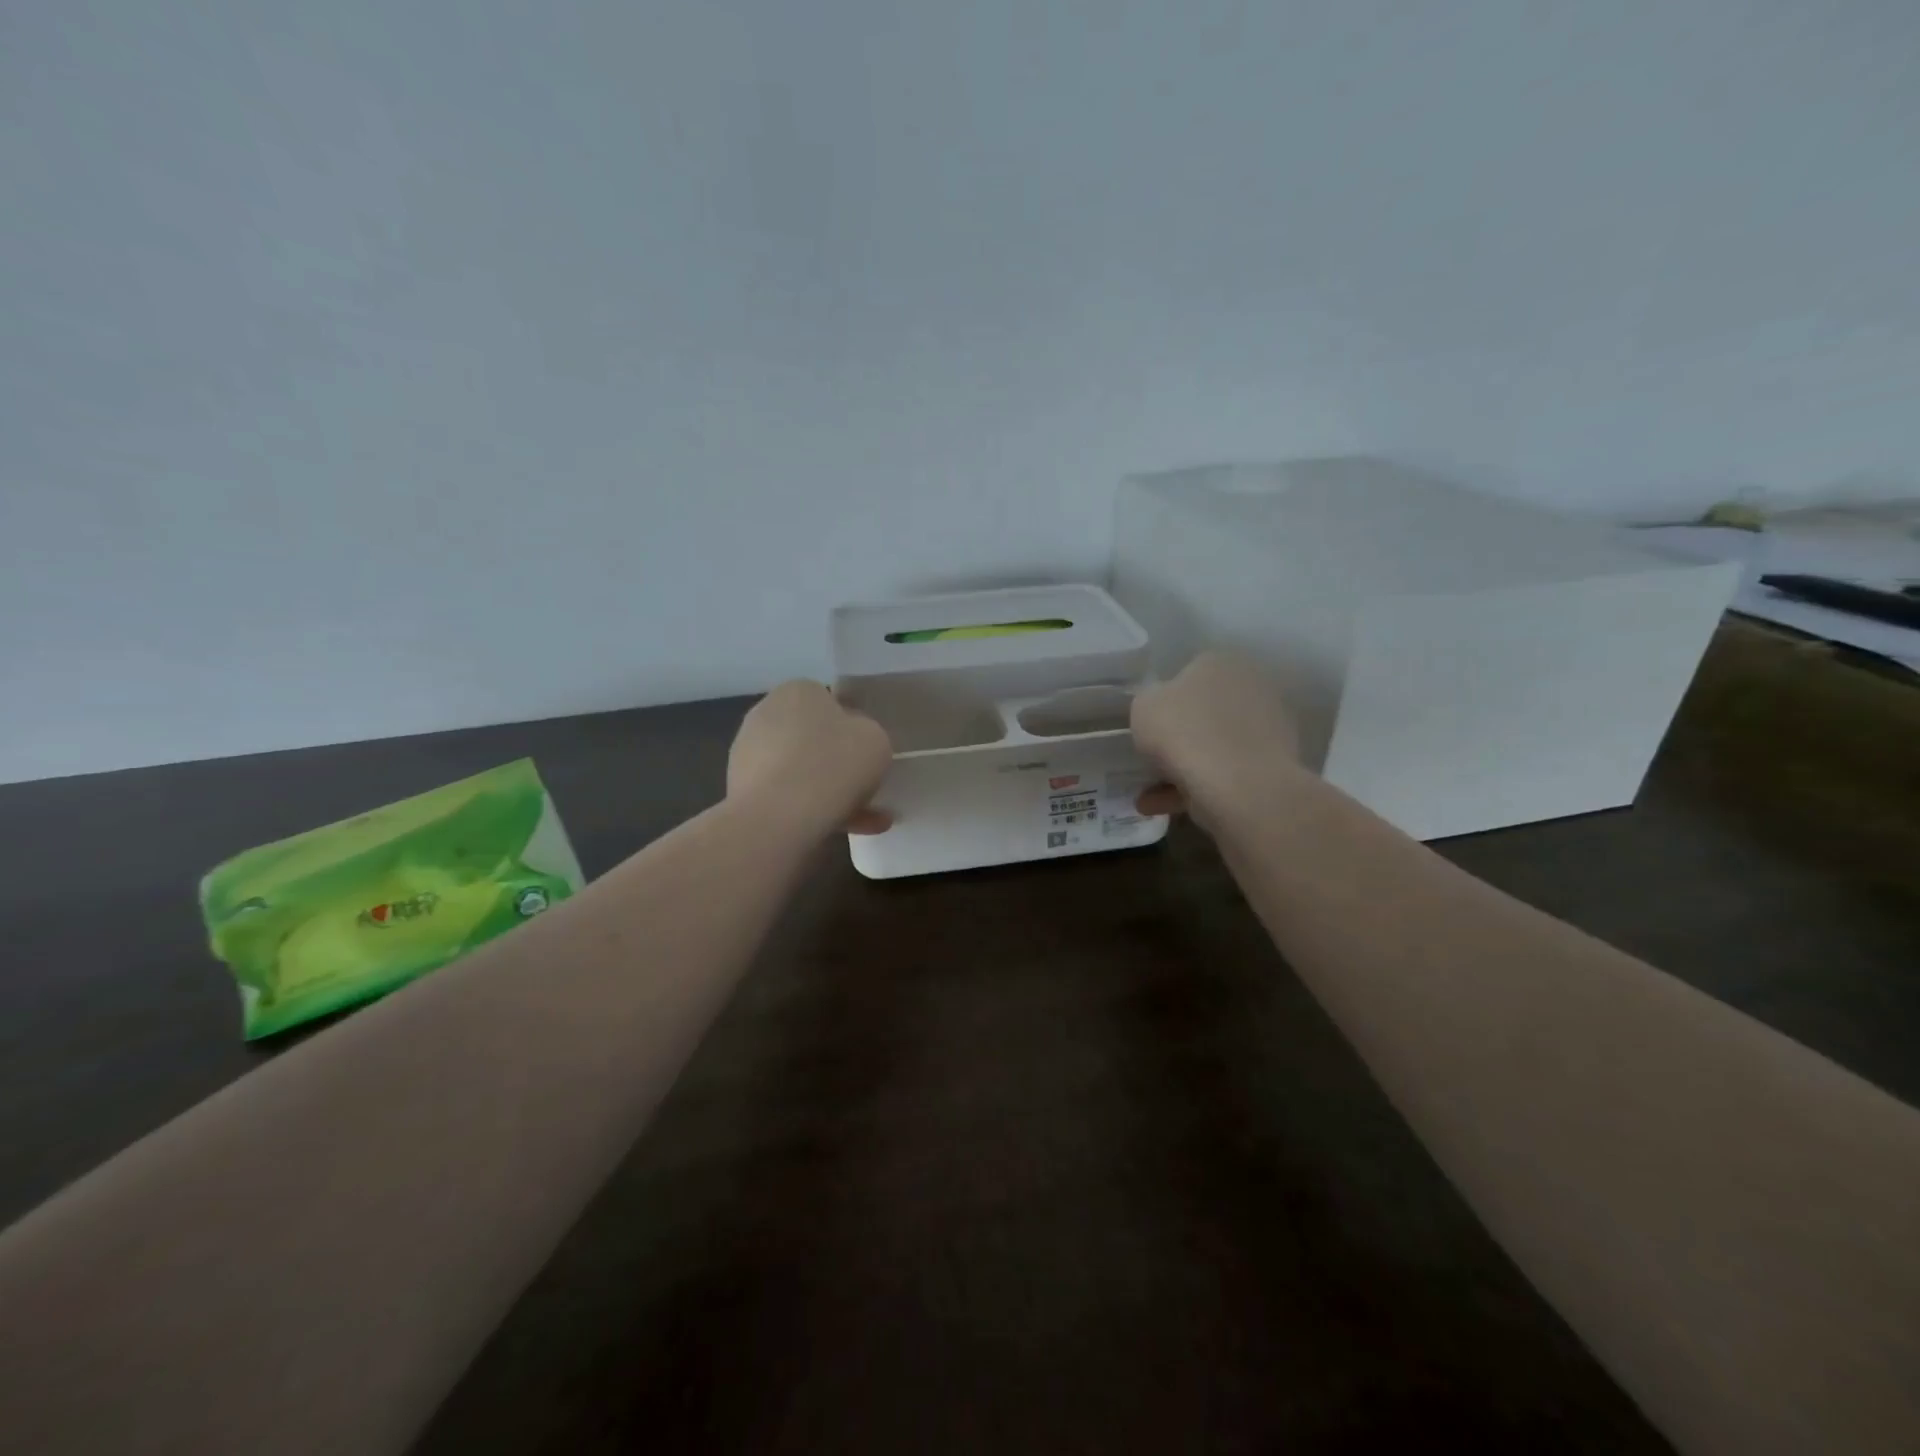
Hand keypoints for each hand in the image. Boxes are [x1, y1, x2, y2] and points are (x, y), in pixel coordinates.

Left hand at [728, 681, 893, 835]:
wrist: (778, 817)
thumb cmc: (833, 764)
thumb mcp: (876, 740)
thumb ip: (868, 735)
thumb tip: (854, 743)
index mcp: (798, 691)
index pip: (830, 704)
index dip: (852, 730)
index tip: (865, 755)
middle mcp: (766, 713)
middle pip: (813, 739)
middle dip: (838, 764)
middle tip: (864, 788)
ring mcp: (748, 753)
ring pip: (801, 772)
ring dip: (829, 792)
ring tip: (864, 821)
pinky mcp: (741, 789)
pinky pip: (786, 796)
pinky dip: (811, 810)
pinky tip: (842, 831)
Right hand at [1130, 651, 1302, 822]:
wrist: (1239, 785)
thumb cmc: (1184, 731)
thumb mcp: (1143, 706)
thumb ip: (1150, 702)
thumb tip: (1161, 709)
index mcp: (1222, 663)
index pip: (1188, 675)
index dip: (1165, 702)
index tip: (1150, 726)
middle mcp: (1252, 687)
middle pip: (1204, 713)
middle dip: (1179, 738)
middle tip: (1152, 760)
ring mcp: (1269, 728)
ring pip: (1214, 748)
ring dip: (1183, 770)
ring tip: (1150, 797)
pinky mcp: (1274, 766)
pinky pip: (1226, 774)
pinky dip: (1197, 790)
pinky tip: (1165, 808)